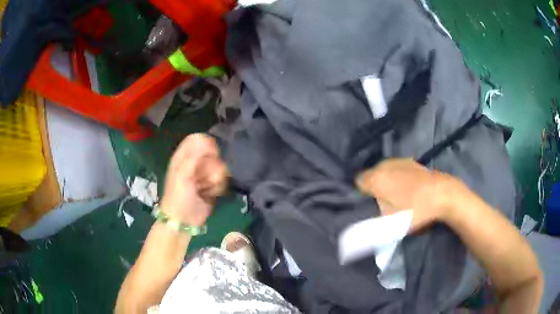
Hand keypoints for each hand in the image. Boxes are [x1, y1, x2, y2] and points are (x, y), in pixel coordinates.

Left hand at [160, 134, 228, 226]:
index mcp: (183, 157)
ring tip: (206, 188)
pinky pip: (223, 179)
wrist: (184, 221)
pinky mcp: (212, 185)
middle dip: (211, 166)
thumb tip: (207, 141)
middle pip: (212, 153)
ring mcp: (204, 175)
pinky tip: (211, 194)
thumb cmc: (178, 197)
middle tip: (203, 177)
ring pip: (220, 166)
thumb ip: (194, 157)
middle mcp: (195, 163)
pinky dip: (218, 187)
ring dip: (215, 179)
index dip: (206, 144)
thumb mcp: (182, 175)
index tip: (211, 155)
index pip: (197, 139)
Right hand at [356, 158, 463, 231]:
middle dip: (372, 187)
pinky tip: (406, 188)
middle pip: (370, 175)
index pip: (357, 182)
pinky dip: (396, 177)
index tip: (366, 206)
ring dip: (384, 181)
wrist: (443, 195)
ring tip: (395, 196)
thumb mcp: (389, 221)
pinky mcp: (411, 162)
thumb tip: (360, 220)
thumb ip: (371, 219)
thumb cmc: (414, 210)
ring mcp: (399, 161)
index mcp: (376, 178)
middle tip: (380, 203)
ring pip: (383, 171)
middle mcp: (384, 165)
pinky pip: (396, 169)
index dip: (359, 195)